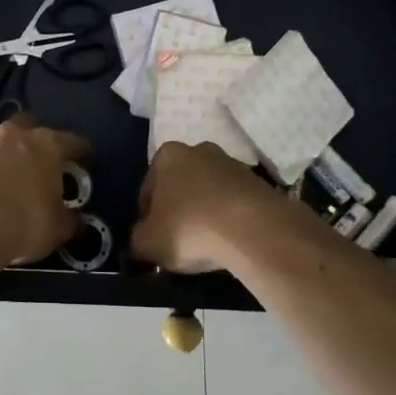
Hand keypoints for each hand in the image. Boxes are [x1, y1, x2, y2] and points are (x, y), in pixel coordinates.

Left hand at [0, 116, 90, 268]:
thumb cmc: (23, 223)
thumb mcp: (58, 228)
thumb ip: (69, 219)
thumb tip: (75, 220)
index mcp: (47, 145)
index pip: (72, 141)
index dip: (81, 151)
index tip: (84, 161)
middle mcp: (14, 135)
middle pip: (30, 128)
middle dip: (35, 143)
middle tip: (38, 165)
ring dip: (4, 157)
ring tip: (4, 182)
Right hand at [133, 142, 288, 273]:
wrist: (253, 229)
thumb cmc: (190, 228)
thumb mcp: (148, 243)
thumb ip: (137, 240)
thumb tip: (141, 242)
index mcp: (167, 155)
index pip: (148, 189)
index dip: (147, 218)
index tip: (154, 240)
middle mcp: (198, 149)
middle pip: (181, 186)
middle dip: (178, 210)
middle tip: (179, 242)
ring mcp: (232, 163)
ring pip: (209, 193)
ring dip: (205, 213)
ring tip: (208, 245)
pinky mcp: (258, 182)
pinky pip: (234, 203)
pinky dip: (229, 218)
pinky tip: (230, 241)